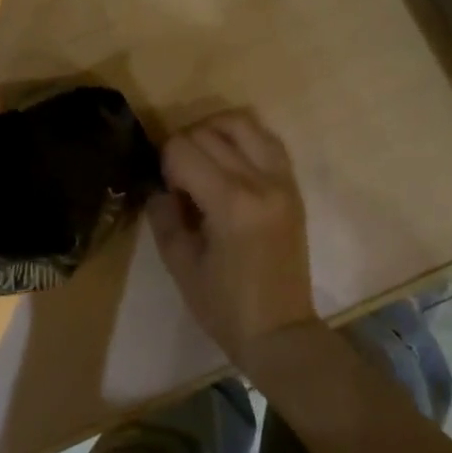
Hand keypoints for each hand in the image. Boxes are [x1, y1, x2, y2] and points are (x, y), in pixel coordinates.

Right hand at [147, 109, 318, 367]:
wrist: (280, 330)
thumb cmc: (224, 306)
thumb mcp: (180, 263)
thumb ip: (163, 214)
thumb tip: (158, 184)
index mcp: (231, 203)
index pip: (184, 149)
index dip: (165, 164)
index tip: (168, 192)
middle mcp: (260, 181)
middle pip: (209, 132)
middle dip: (185, 147)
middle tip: (180, 181)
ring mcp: (282, 179)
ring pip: (241, 122)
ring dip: (213, 131)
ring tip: (203, 159)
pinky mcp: (293, 184)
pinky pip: (266, 139)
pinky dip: (242, 139)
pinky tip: (229, 161)